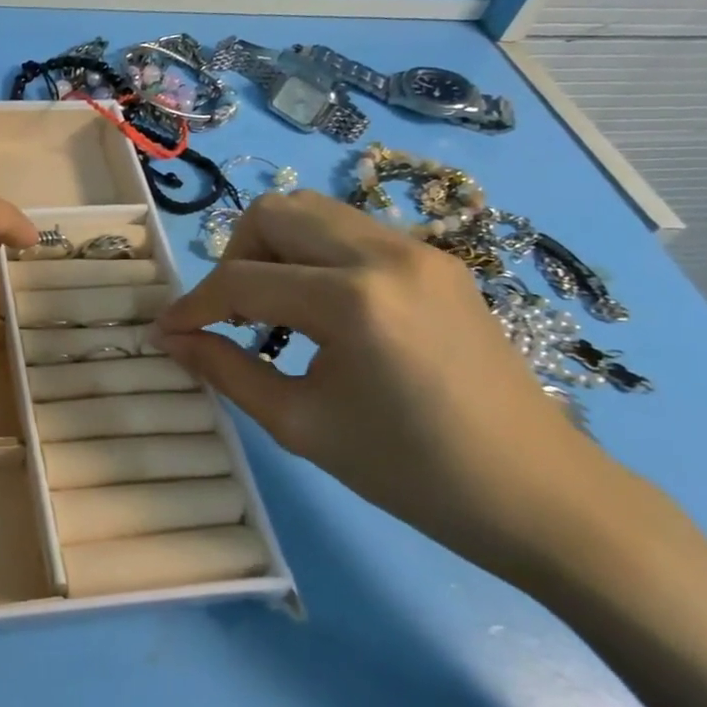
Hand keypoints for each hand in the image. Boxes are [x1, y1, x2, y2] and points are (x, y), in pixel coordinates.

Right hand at [154, 189, 628, 581]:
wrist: (540, 495)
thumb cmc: (412, 472)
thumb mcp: (301, 425)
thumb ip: (226, 371)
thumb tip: (171, 339)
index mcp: (353, 300)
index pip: (241, 280)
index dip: (192, 306)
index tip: (167, 332)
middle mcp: (386, 254)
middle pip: (275, 212)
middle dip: (234, 258)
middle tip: (230, 314)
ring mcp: (419, 251)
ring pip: (314, 212)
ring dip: (275, 250)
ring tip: (272, 311)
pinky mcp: (438, 262)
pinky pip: (352, 233)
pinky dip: (314, 257)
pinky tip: (320, 313)